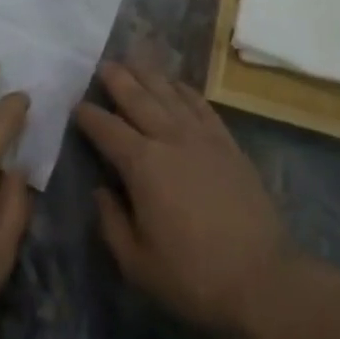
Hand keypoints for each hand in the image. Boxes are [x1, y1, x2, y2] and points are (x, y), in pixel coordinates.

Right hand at [74, 60, 301, 336]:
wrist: (262, 277)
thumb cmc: (193, 276)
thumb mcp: (138, 264)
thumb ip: (112, 223)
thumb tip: (100, 190)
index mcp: (142, 165)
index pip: (108, 129)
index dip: (89, 116)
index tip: (77, 106)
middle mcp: (169, 138)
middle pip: (138, 98)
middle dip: (118, 79)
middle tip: (102, 65)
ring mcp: (202, 136)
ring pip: (169, 93)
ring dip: (148, 75)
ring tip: (133, 61)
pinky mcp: (227, 142)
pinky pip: (201, 104)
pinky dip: (184, 90)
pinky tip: (176, 84)